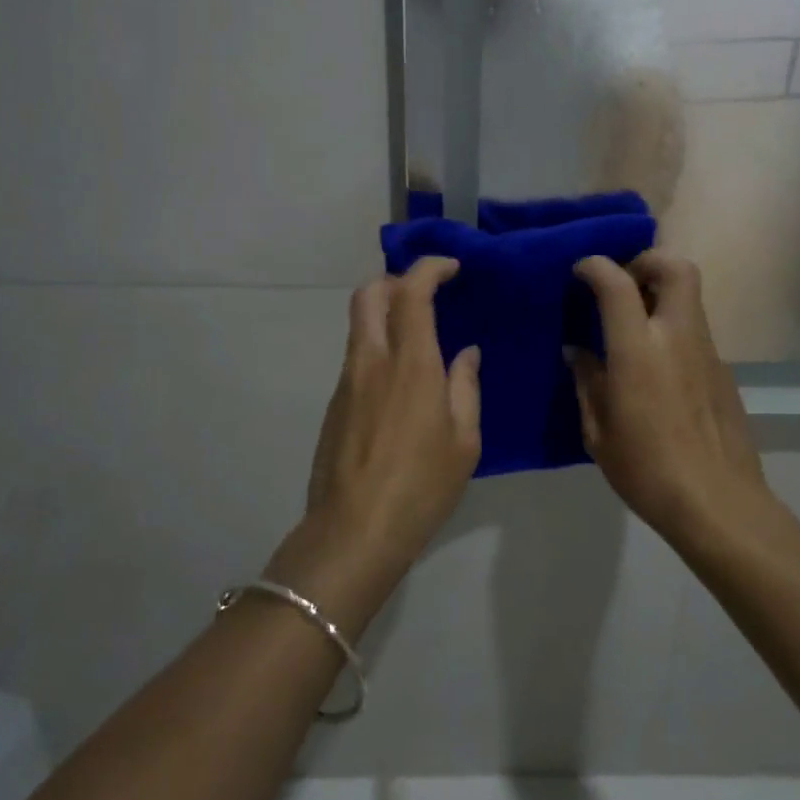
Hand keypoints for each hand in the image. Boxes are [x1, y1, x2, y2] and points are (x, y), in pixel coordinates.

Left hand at [297, 257, 480, 570]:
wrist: (354, 531)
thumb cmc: (422, 487)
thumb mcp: (464, 441)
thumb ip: (465, 388)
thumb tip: (465, 354)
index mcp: (411, 364)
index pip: (412, 292)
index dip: (429, 269)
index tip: (451, 268)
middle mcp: (372, 360)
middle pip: (368, 293)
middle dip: (395, 279)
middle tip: (425, 293)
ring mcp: (347, 380)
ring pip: (358, 323)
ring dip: (384, 312)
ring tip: (417, 335)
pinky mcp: (334, 403)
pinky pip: (356, 355)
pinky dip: (376, 345)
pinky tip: (399, 380)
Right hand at [570, 252, 768, 539]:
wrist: (717, 504)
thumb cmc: (646, 470)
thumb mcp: (598, 431)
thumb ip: (587, 382)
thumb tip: (578, 352)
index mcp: (639, 350)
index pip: (617, 283)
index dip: (596, 266)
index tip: (581, 271)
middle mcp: (677, 337)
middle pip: (676, 267)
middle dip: (647, 261)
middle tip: (623, 283)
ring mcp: (707, 352)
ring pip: (690, 298)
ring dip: (661, 295)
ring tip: (634, 327)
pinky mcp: (724, 372)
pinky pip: (696, 332)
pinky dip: (674, 330)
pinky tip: (658, 370)